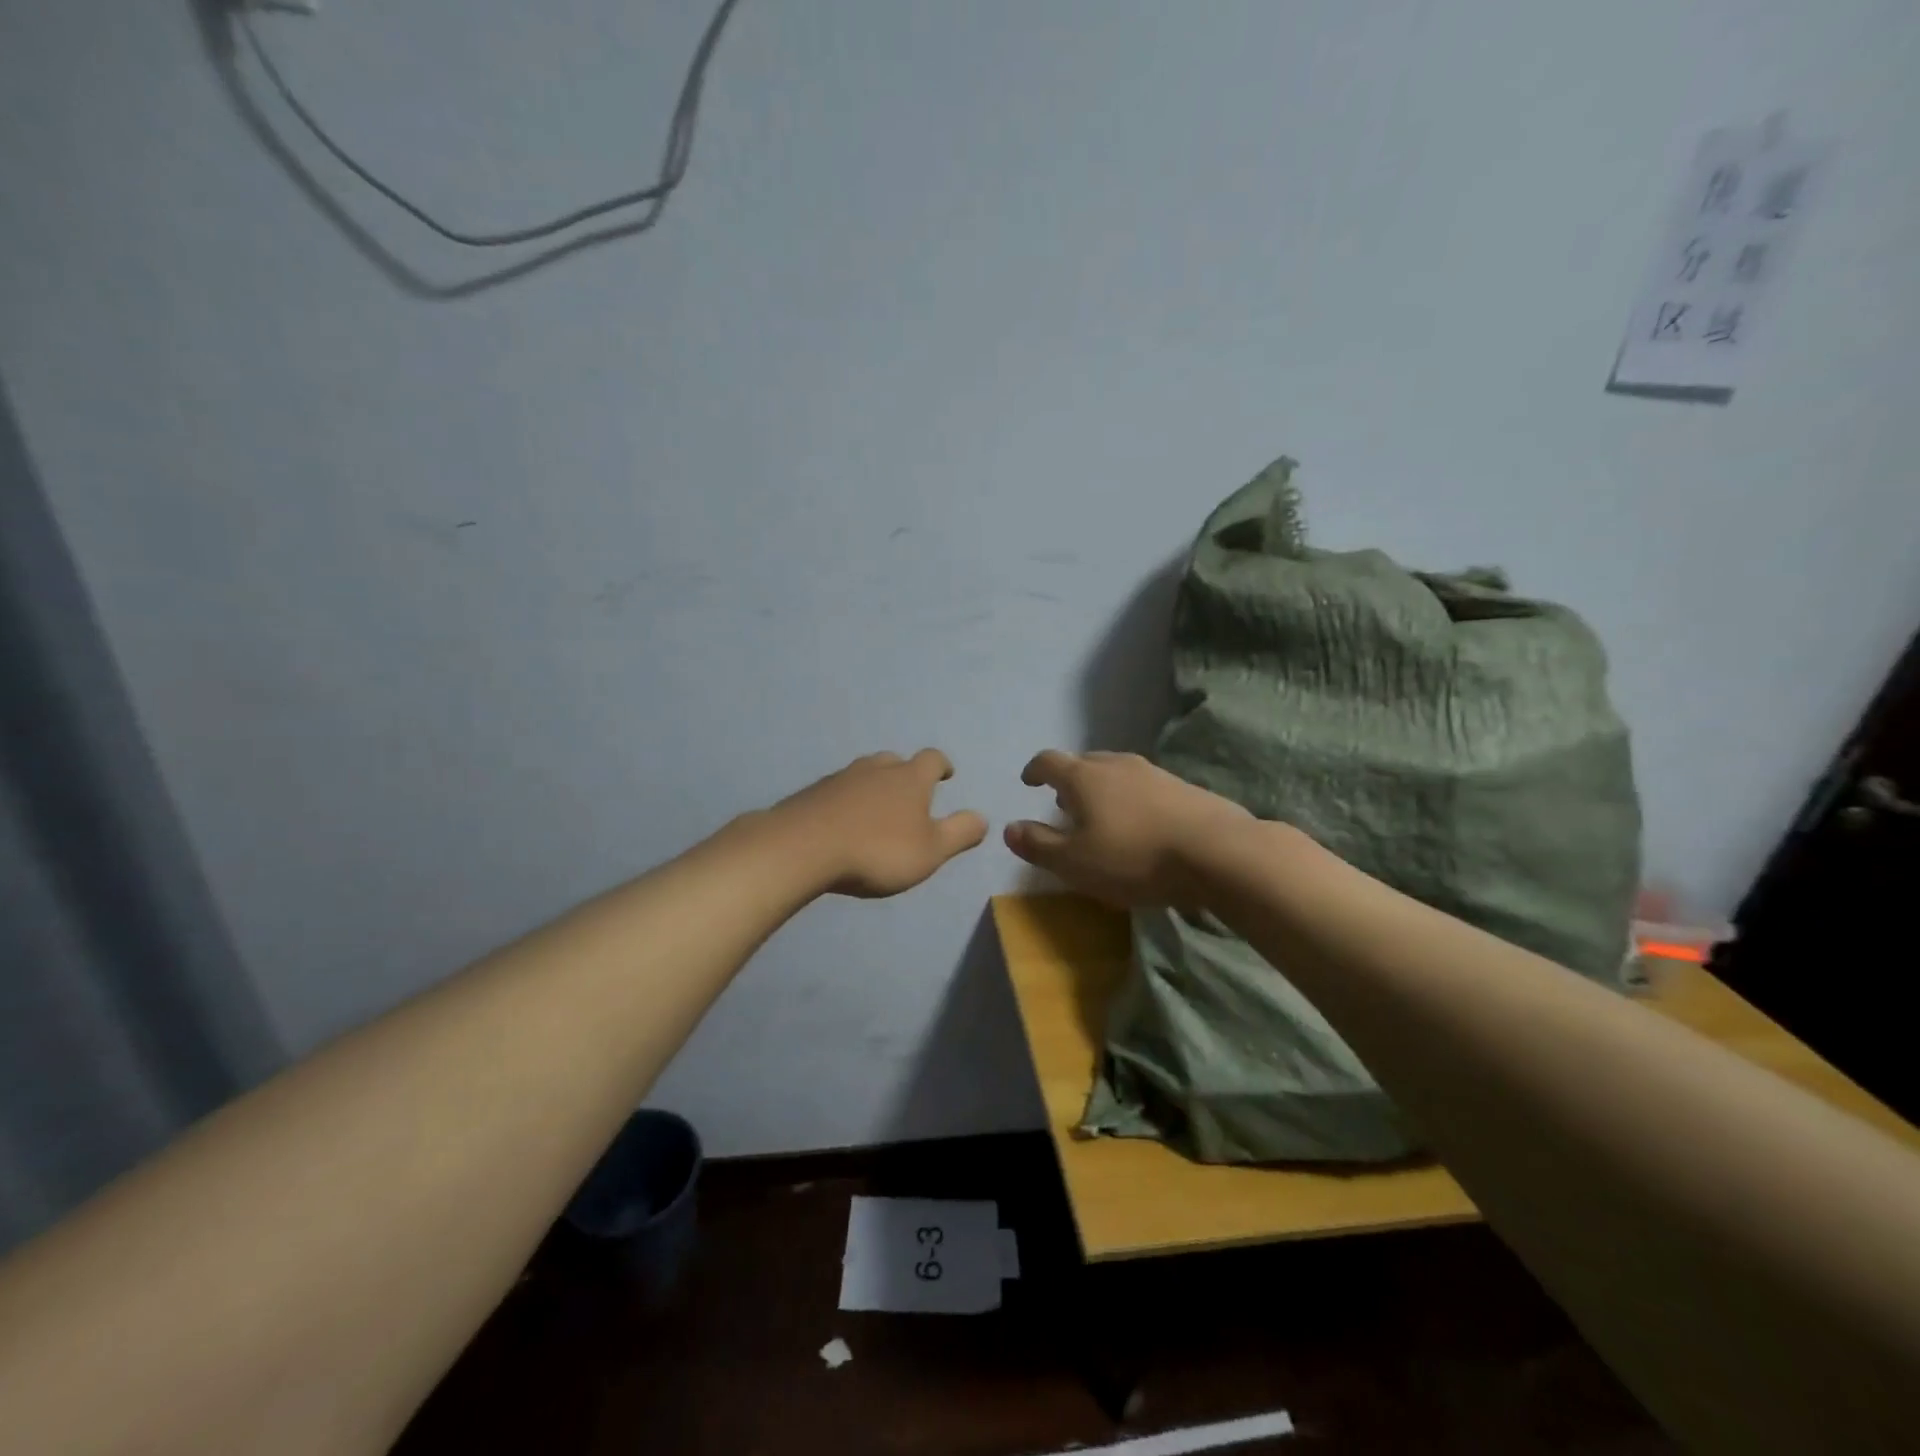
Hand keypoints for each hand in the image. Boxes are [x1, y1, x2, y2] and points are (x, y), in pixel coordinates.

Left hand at [769, 750, 988, 898]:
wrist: (802, 847)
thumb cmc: (878, 850)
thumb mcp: (931, 851)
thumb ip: (960, 833)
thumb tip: (983, 817)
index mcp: (910, 778)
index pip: (932, 759)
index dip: (942, 766)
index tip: (947, 774)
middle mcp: (876, 769)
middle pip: (895, 761)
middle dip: (906, 774)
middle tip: (910, 794)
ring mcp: (841, 778)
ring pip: (864, 773)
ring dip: (874, 786)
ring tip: (876, 810)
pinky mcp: (812, 794)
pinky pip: (837, 791)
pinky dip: (846, 801)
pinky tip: (842, 822)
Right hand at [1005, 750, 1250, 906]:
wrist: (1218, 852)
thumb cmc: (1134, 857)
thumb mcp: (1075, 862)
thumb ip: (1038, 844)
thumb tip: (1008, 828)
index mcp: (1084, 777)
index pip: (1049, 761)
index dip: (1034, 770)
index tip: (1028, 782)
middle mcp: (1116, 764)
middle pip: (1083, 762)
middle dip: (1068, 779)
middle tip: (1063, 803)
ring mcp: (1153, 772)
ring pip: (1115, 772)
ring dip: (1100, 788)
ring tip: (1100, 815)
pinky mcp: (1183, 786)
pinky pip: (1143, 785)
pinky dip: (1130, 798)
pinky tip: (1139, 824)